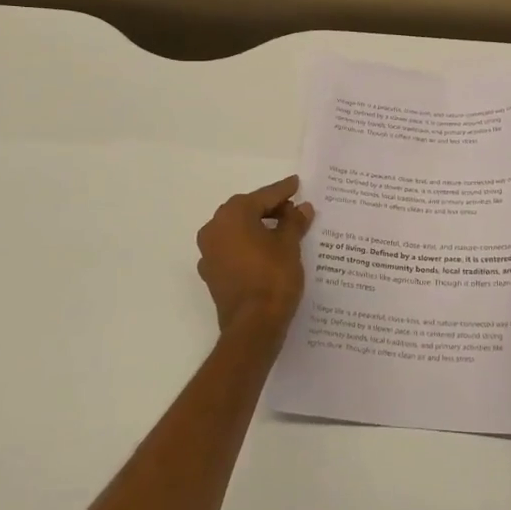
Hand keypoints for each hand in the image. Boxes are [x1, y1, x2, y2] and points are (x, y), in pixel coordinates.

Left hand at [196, 176, 313, 337]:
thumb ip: (294, 222)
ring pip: (237, 230)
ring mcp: (209, 251)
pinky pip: (232, 249)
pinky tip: (265, 252)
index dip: (283, 190)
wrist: (253, 326)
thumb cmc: (273, 278)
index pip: (264, 196)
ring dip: (257, 227)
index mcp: (234, 214)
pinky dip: (248, 246)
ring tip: (283, 230)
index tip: (296, 183)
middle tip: (293, 209)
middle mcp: (215, 227)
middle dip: (269, 208)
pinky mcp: (211, 272)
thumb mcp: (290, 245)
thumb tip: (302, 207)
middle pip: (247, 210)